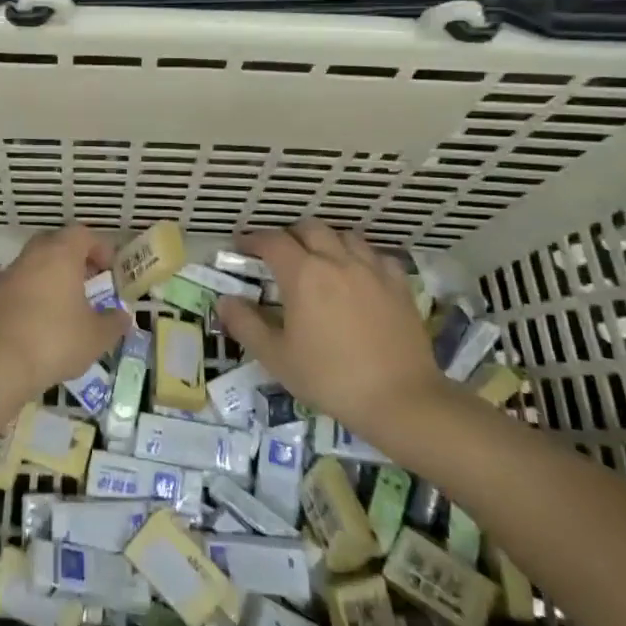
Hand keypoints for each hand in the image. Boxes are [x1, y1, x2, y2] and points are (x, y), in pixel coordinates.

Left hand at [0, 225, 131, 395]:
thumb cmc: (54, 340)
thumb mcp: (96, 337)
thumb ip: (113, 323)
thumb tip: (122, 316)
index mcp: (60, 255)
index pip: (82, 234)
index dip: (99, 247)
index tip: (110, 269)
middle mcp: (32, 257)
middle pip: (54, 243)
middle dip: (73, 258)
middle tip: (88, 281)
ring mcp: (7, 276)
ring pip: (34, 265)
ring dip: (51, 277)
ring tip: (66, 306)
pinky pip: (18, 286)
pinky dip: (32, 295)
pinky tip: (41, 323)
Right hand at [216, 221, 445, 442]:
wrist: (399, 399)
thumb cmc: (329, 378)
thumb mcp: (276, 357)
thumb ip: (245, 324)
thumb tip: (225, 300)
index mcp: (302, 274)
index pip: (272, 241)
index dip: (253, 239)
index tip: (242, 246)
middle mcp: (336, 260)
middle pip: (309, 227)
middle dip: (290, 235)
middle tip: (280, 254)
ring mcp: (371, 269)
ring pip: (345, 235)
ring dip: (326, 240)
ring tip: (319, 260)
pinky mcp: (398, 284)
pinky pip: (376, 255)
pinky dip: (360, 257)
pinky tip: (358, 275)